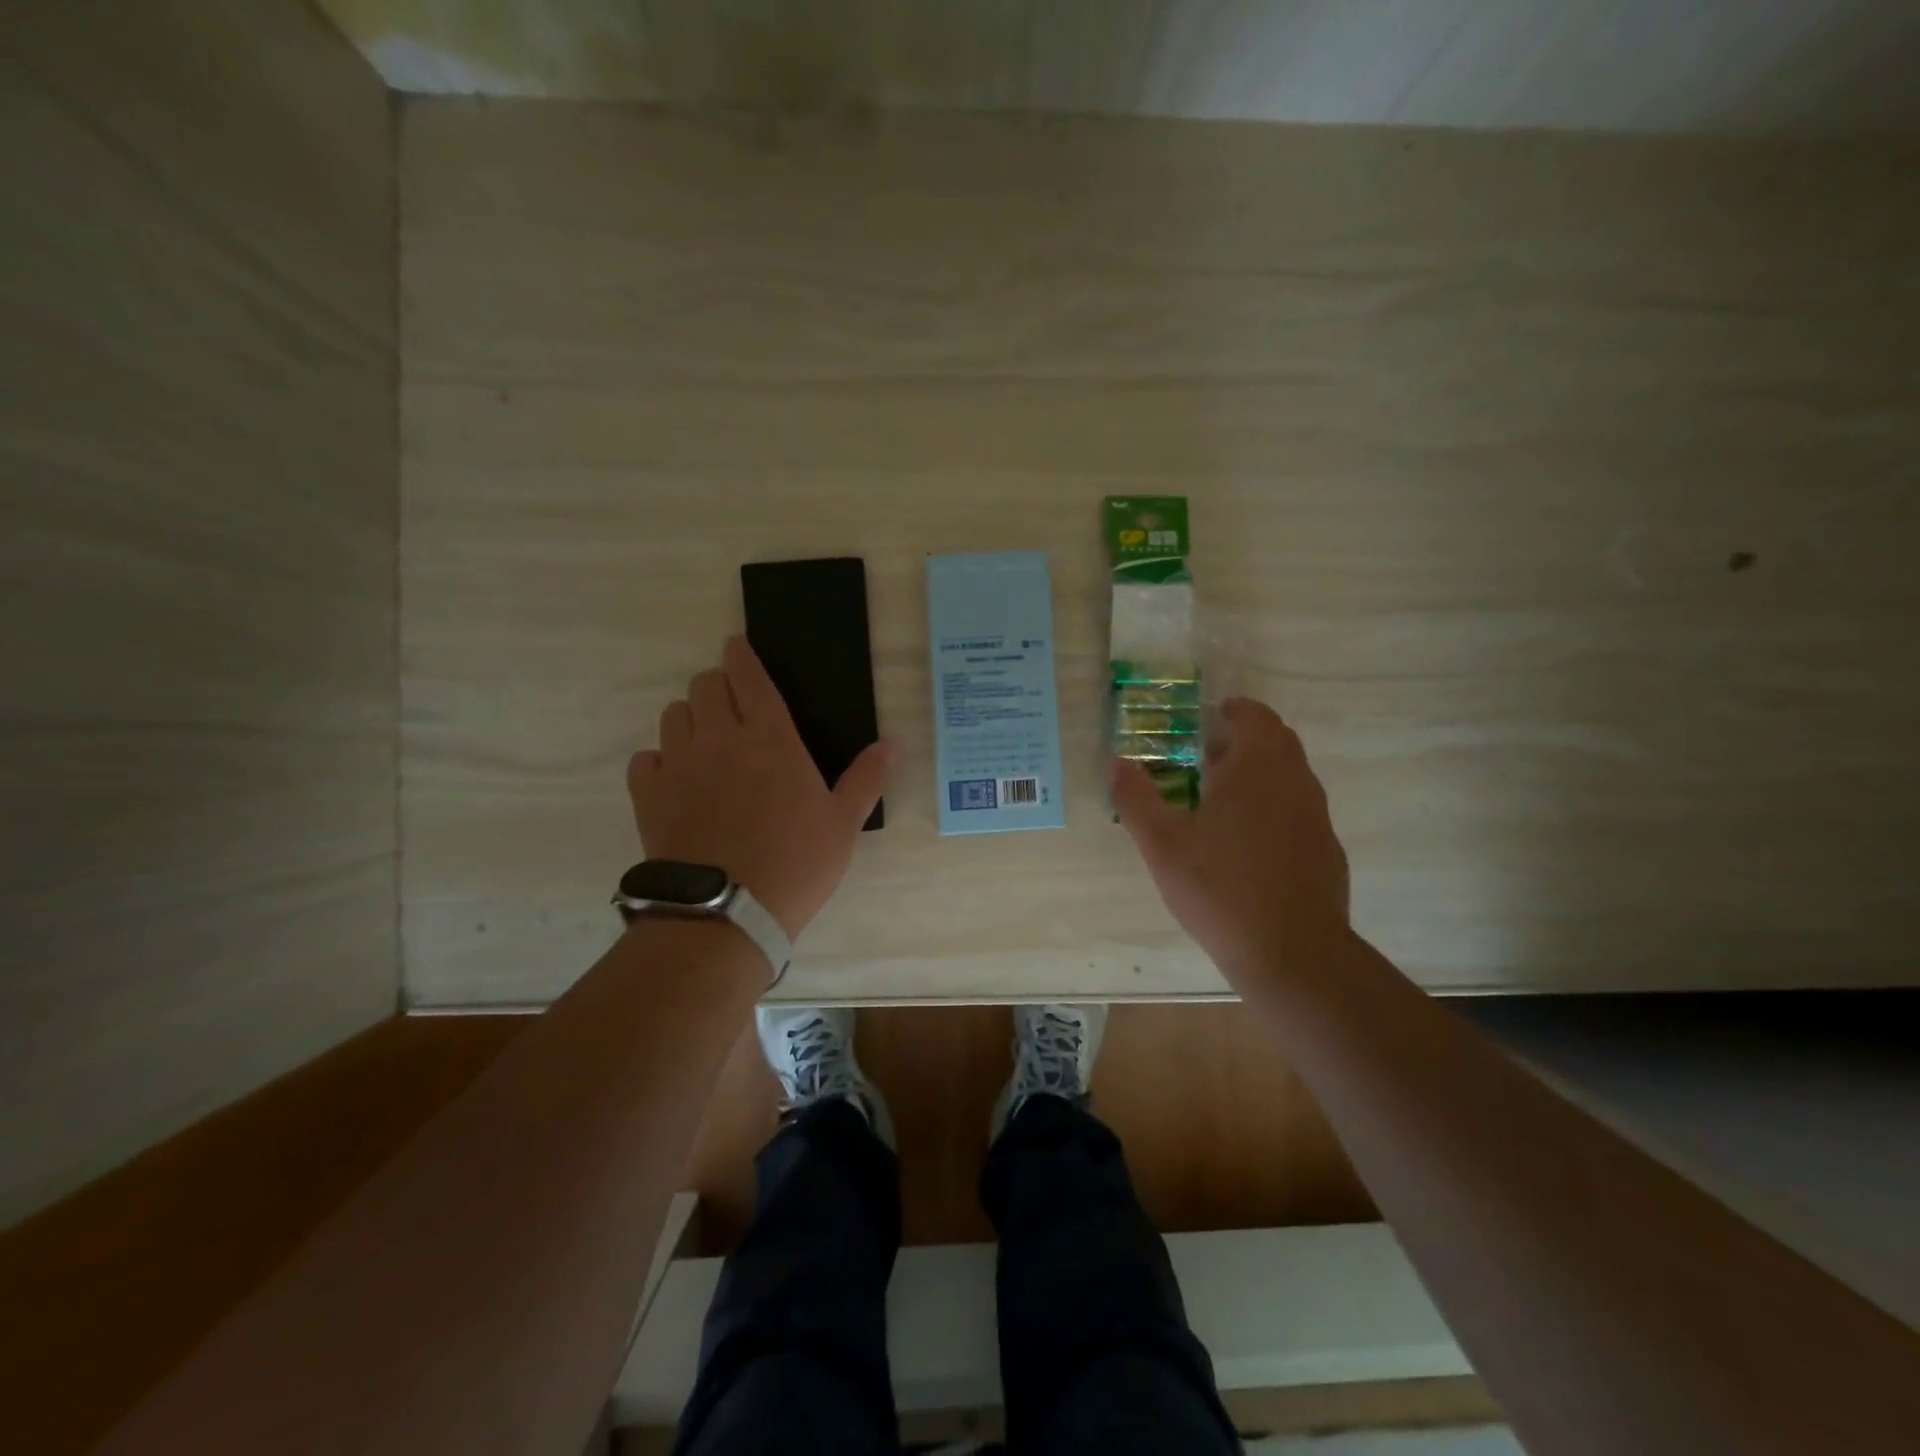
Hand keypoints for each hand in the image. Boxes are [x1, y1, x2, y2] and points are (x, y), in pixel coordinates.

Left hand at [628, 637, 890, 938]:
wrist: (726, 912)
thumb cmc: (796, 864)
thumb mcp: (843, 824)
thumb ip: (867, 778)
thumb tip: (893, 742)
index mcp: (770, 738)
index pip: (749, 677)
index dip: (741, 655)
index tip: (736, 646)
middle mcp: (719, 739)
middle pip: (705, 686)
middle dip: (716, 684)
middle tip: (730, 703)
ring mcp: (679, 764)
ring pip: (673, 715)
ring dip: (690, 717)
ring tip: (705, 740)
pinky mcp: (647, 794)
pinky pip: (645, 757)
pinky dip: (660, 758)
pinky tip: (674, 777)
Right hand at [1113, 698, 1350, 987]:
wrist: (1292, 953)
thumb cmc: (1220, 888)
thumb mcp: (1162, 844)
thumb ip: (1136, 798)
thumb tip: (1118, 762)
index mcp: (1257, 768)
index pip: (1256, 716)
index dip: (1234, 711)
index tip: (1210, 718)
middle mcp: (1295, 781)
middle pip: (1277, 741)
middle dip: (1244, 740)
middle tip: (1207, 757)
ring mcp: (1316, 816)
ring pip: (1290, 776)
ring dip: (1259, 773)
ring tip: (1221, 799)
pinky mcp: (1326, 849)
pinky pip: (1299, 810)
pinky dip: (1274, 806)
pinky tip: (1247, 844)